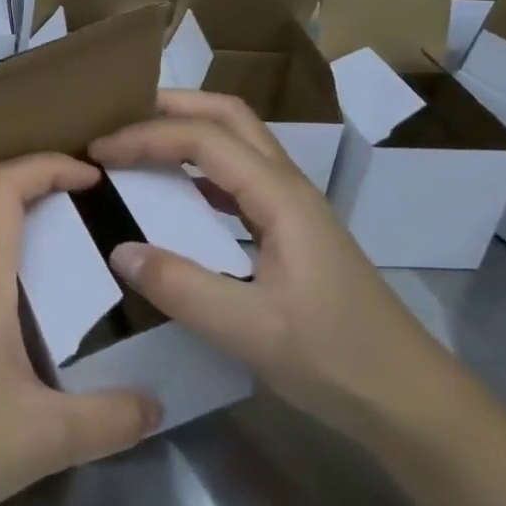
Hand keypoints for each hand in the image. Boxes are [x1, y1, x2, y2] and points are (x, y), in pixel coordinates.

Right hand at [88, 90, 451, 441]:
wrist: (409, 398)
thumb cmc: (335, 358)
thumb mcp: (250, 330)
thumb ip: (181, 287)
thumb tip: (118, 250)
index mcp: (280, 197)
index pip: (203, 138)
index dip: (146, 136)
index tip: (97, 150)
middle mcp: (288, 187)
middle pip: (229, 116)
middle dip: (171, 106)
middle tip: (118, 118)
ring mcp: (293, 207)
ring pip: (237, 141)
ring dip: (187, 130)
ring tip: (137, 144)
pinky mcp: (291, 230)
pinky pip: (238, 177)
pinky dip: (199, 168)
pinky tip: (175, 193)